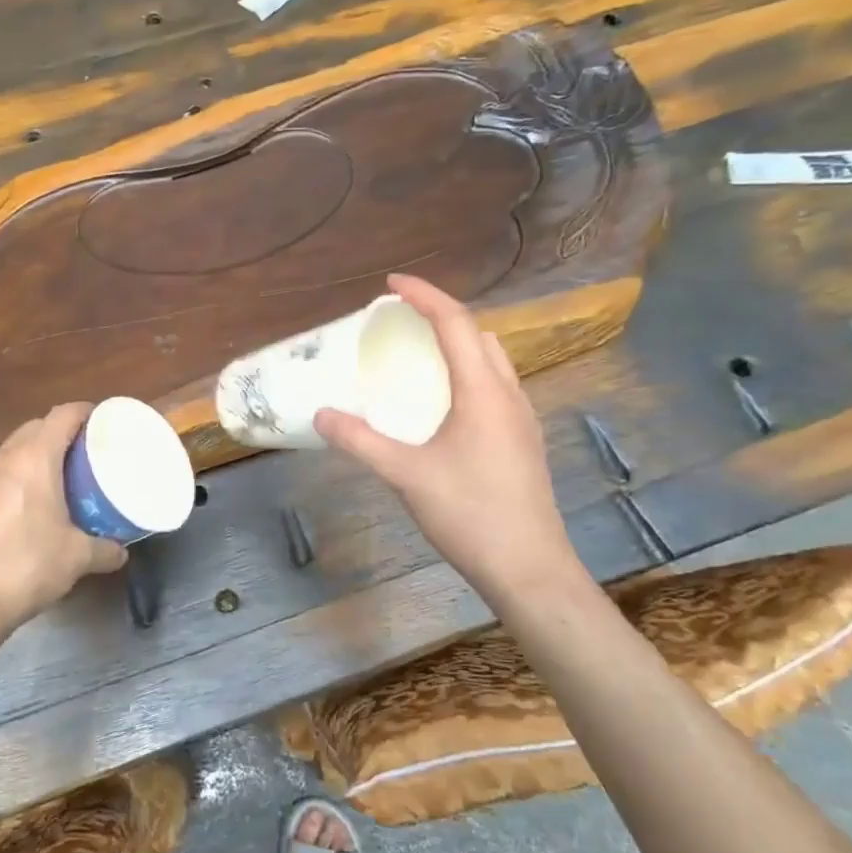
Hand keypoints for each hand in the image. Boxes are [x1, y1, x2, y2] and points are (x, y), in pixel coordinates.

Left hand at [0, 404, 127, 631]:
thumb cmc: (27, 566)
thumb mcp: (77, 558)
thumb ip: (105, 549)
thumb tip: (121, 551)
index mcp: (34, 459)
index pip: (62, 415)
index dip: (85, 411)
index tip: (104, 419)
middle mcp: (4, 459)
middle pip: (36, 427)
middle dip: (62, 431)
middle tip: (87, 451)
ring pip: (14, 450)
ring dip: (37, 454)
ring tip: (61, 476)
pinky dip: (18, 477)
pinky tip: (30, 505)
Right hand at [314, 275, 586, 600]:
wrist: (530, 570)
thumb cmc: (470, 515)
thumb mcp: (406, 476)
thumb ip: (361, 441)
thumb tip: (321, 415)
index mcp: (483, 391)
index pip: (455, 323)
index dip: (424, 295)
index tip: (392, 283)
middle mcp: (509, 395)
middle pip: (478, 334)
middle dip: (441, 315)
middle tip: (402, 319)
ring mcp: (522, 418)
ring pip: (492, 360)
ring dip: (458, 344)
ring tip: (420, 354)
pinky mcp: (523, 441)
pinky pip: (495, 386)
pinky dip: (468, 373)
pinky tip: (444, 403)